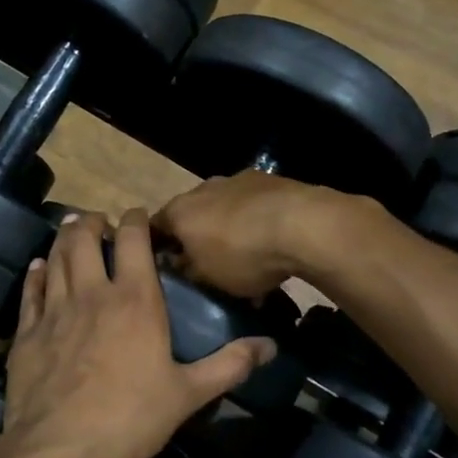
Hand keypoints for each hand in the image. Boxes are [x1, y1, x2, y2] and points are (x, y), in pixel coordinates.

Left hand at [0, 209, 274, 457]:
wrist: (60, 449)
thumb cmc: (131, 419)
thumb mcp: (189, 394)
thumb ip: (229, 365)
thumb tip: (270, 346)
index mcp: (134, 300)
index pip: (133, 239)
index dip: (134, 219)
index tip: (136, 215)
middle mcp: (92, 293)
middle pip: (84, 238)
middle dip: (91, 221)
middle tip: (98, 222)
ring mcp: (54, 310)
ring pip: (55, 257)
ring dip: (64, 239)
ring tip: (71, 232)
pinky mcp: (26, 331)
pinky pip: (30, 289)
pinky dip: (36, 273)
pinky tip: (38, 267)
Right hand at [152, 173, 342, 298]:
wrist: (302, 224)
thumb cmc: (242, 254)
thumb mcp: (207, 277)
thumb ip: (187, 270)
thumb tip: (179, 263)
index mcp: (179, 210)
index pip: (155, 227)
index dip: (158, 247)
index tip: (166, 267)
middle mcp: (203, 188)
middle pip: (192, 215)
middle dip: (197, 237)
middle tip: (208, 264)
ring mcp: (238, 180)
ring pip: (225, 209)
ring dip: (229, 228)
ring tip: (247, 257)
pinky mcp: (270, 181)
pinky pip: (253, 206)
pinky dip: (256, 222)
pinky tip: (272, 244)